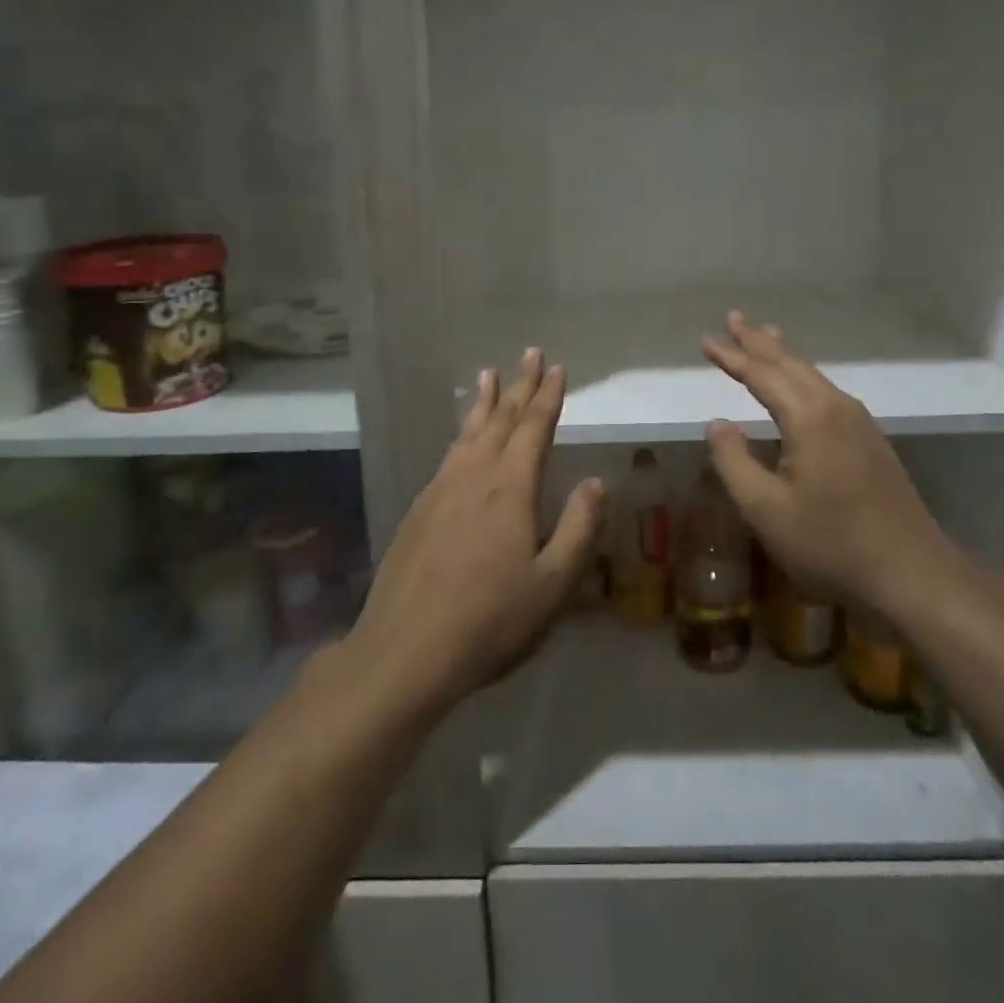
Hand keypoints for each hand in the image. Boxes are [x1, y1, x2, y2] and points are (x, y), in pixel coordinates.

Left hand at [347, 349, 607, 713]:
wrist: (406, 649)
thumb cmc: (490, 619)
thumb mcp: (552, 583)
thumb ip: (579, 527)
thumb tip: (597, 481)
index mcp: (510, 487)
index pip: (534, 427)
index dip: (548, 395)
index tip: (557, 367)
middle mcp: (474, 475)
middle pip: (501, 419)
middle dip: (519, 385)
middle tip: (529, 354)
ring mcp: (441, 489)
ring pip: (469, 432)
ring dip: (484, 402)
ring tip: (489, 375)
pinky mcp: (420, 509)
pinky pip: (449, 454)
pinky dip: (463, 433)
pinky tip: (463, 440)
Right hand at [701, 312, 958, 616]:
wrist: (912, 573)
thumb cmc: (830, 543)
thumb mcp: (765, 509)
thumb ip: (734, 461)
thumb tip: (718, 423)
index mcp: (809, 417)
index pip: (761, 374)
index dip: (732, 357)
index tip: (706, 340)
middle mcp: (836, 407)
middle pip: (790, 364)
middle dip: (758, 341)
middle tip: (733, 318)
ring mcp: (859, 422)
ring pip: (812, 375)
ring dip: (783, 355)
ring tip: (764, 335)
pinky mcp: (870, 440)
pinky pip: (826, 392)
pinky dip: (802, 376)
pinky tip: (800, 383)